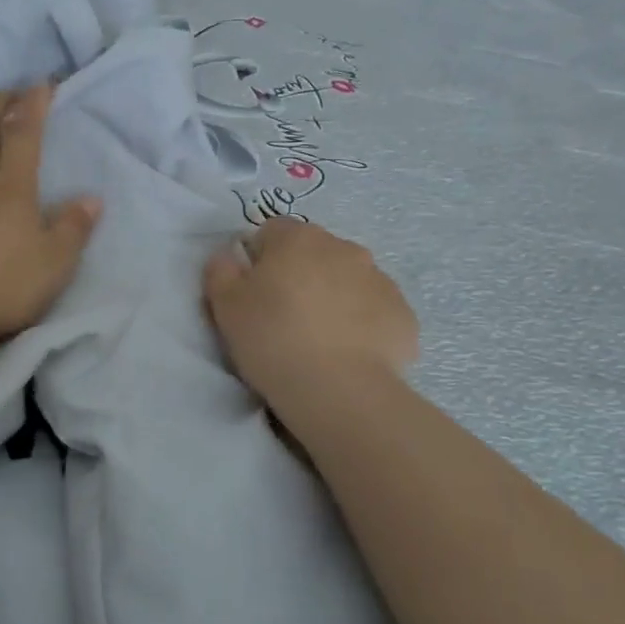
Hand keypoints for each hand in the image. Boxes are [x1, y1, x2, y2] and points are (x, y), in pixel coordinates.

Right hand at [203, 218, 418, 425]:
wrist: (340, 391)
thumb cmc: (273, 339)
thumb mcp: (225, 306)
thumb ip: (220, 270)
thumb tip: (229, 257)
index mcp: (298, 238)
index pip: (271, 232)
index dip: (259, 260)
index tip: (254, 294)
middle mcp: (343, 247)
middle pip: (314, 253)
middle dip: (300, 276)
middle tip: (284, 318)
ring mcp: (380, 280)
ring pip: (348, 280)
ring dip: (333, 298)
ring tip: (319, 340)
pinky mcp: (404, 315)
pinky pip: (375, 311)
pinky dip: (362, 325)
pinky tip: (348, 355)